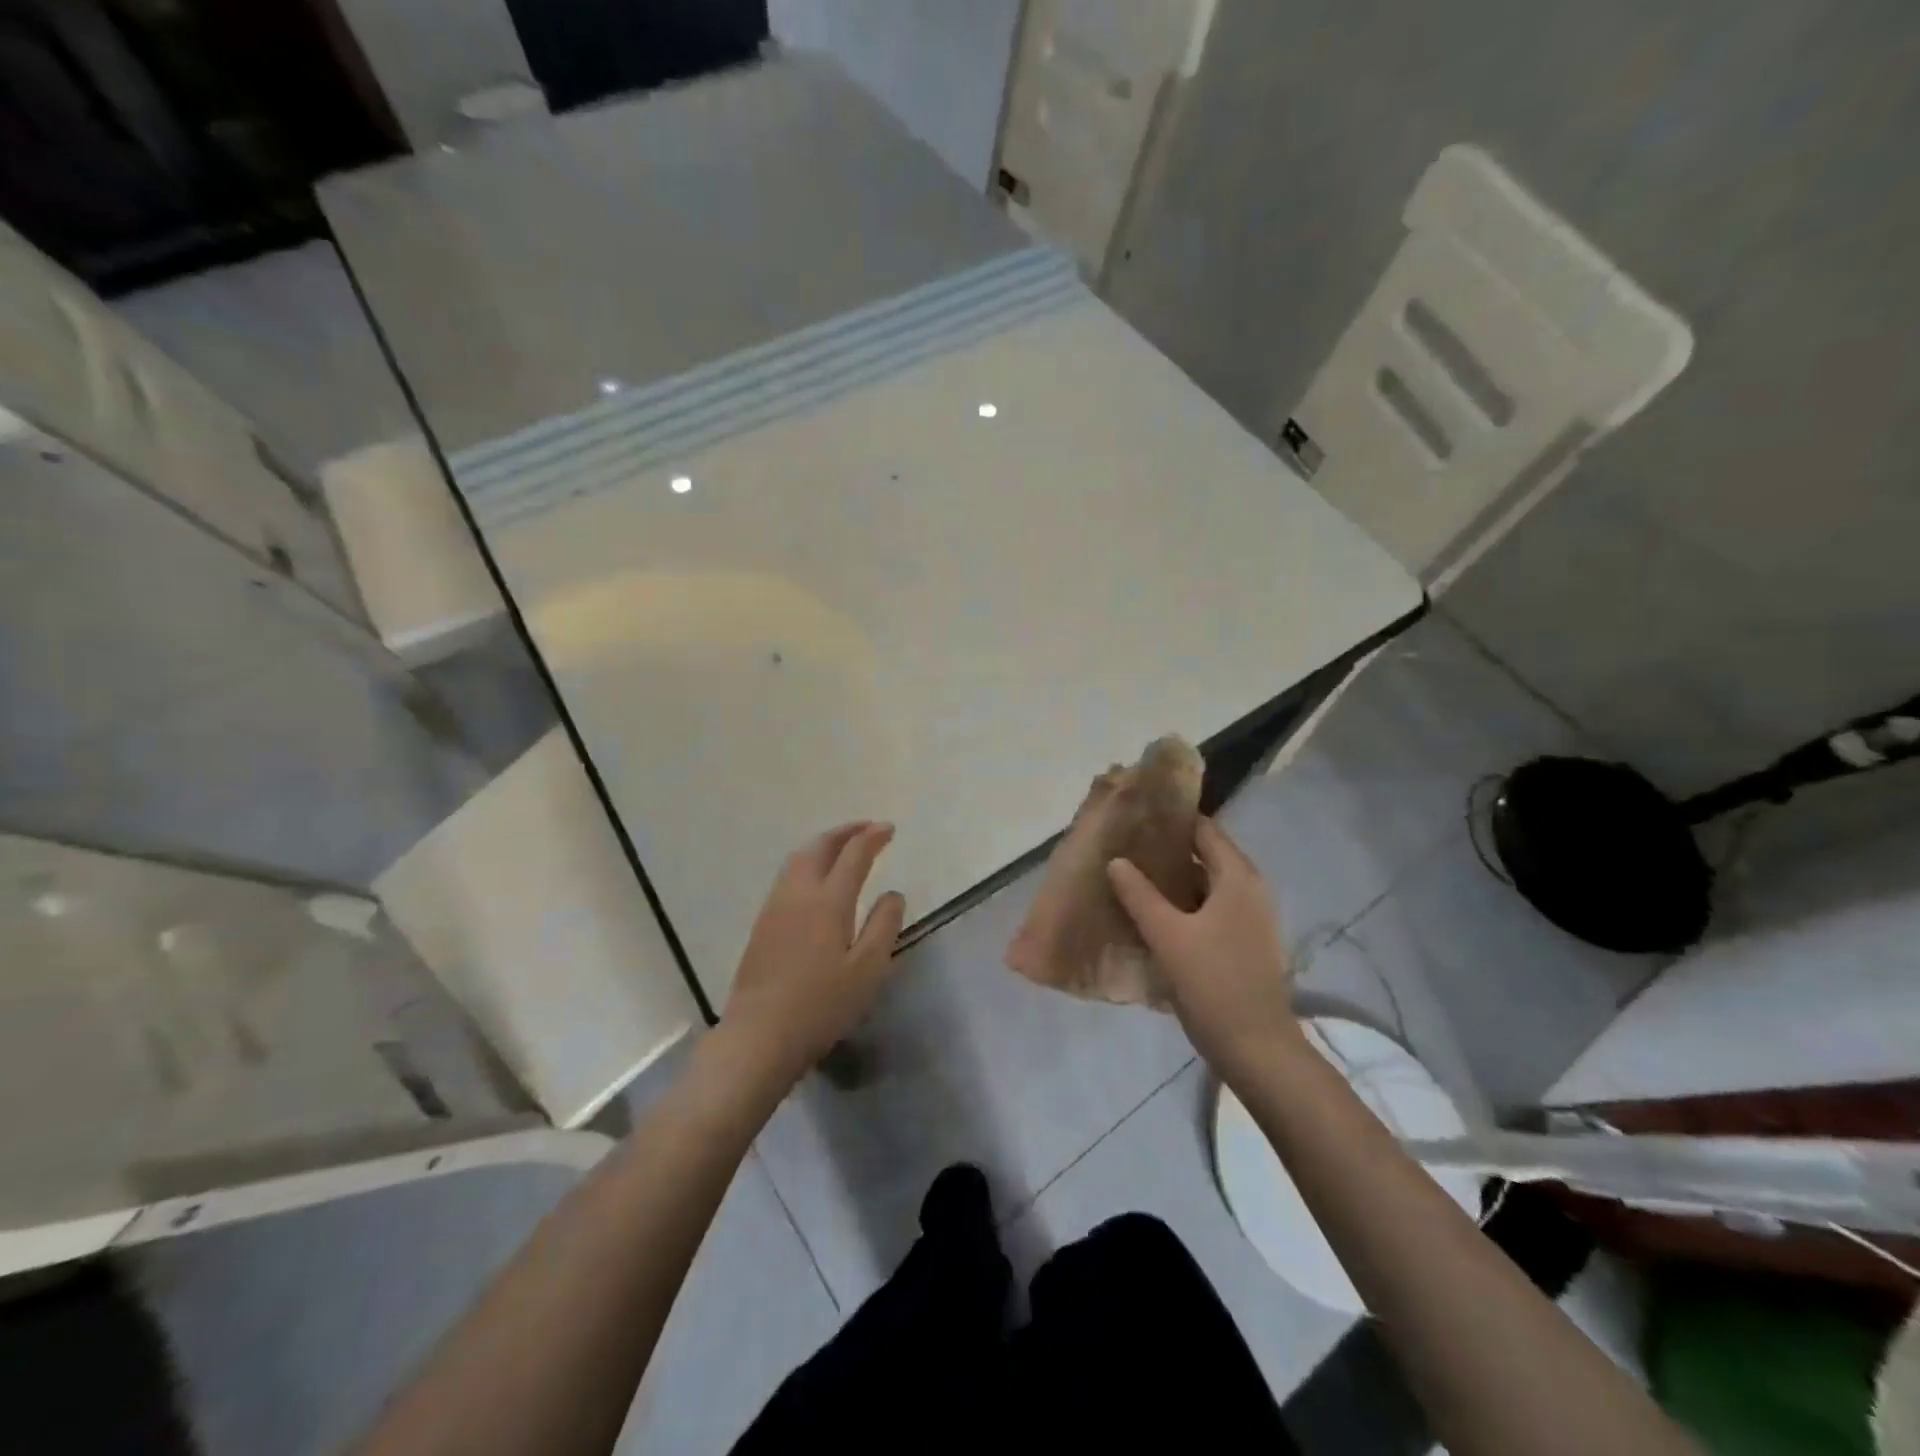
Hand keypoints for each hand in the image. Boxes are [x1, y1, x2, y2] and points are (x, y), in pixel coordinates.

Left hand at [721, 822, 906, 1087]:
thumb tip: (893, 894)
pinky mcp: (762, 924)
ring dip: (824, 844)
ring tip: (843, 846)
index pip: (854, 855)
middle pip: (820, 847)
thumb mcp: (868, 970)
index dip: (872, 837)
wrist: (759, 1035)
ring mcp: (775, 907)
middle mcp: (799, 893)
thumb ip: (883, 926)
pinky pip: (787, 875)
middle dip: (845, 832)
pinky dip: (808, 861)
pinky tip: (815, 879)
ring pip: (799, 858)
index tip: (889, 829)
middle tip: (867, 828)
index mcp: (829, 901)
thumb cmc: (821, 1005)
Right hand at [1107, 818, 1306, 1087]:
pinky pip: (1208, 910)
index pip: (1204, 830)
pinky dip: (1182, 905)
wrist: (1256, 1048)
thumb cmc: (1213, 983)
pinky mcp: (1242, 942)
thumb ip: (1139, 894)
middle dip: (1166, 850)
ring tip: (1130, 876)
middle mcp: (1249, 890)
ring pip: (1204, 885)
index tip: (1136, 815)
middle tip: (1124, 846)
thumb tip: (1116, 861)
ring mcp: (1249, 918)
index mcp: (1238, 877)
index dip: (1172, 820)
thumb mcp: (1168, 935)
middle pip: (1205, 855)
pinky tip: (1151, 914)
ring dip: (1172, 880)